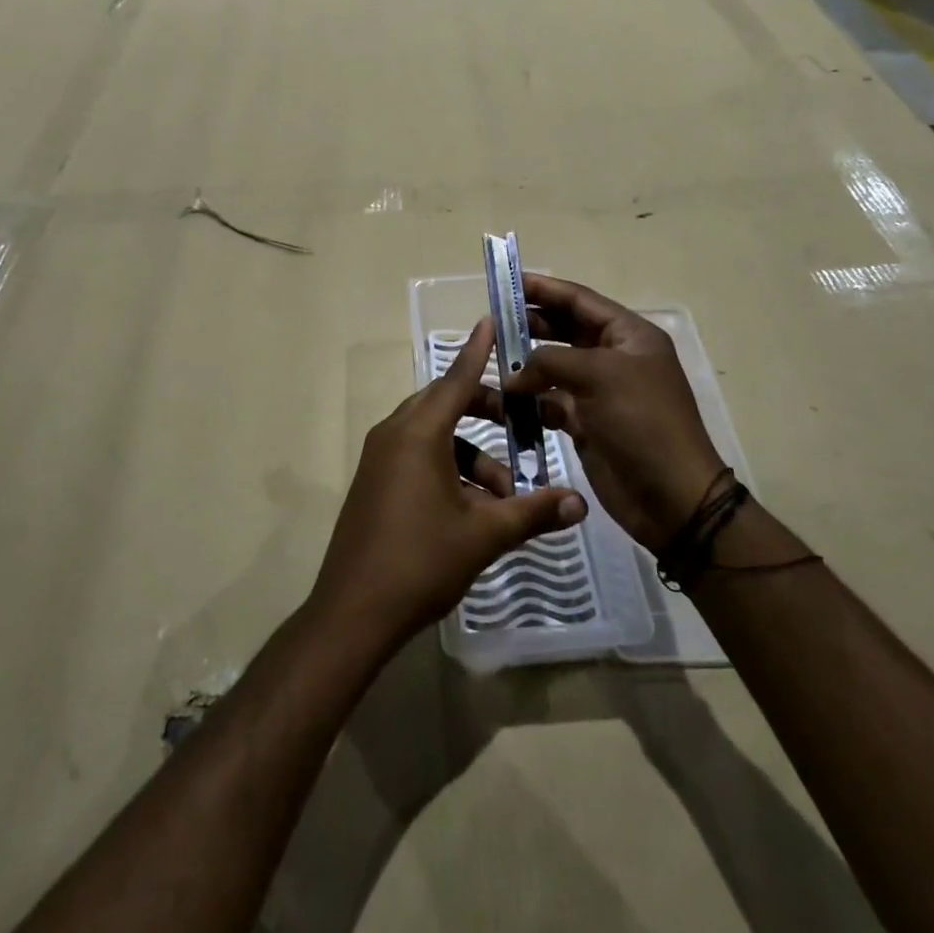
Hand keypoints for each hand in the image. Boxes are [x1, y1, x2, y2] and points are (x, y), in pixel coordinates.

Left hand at [311, 318, 587, 651]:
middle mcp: (394, 434)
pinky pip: (417, 457)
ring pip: (434, 436)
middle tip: (521, 425)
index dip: (478, 351)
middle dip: (485, 411)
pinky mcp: (375, 482)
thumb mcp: (484, 535)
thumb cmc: (421, 561)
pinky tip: (474, 509)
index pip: (456, 378)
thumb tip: (580, 503)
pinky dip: (448, 468)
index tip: (492, 320)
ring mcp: (380, 459)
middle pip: (445, 404)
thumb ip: (533, 512)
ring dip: (471, 454)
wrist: (353, 612)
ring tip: (505, 494)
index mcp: (418, 433)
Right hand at [503, 273, 724, 551]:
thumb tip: (514, 374)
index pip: (581, 301)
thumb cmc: (642, 422)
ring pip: (554, 367)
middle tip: (493, 323)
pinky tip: (505, 400)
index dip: (545, 289)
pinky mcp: (586, 423)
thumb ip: (551, 360)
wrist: (671, 497)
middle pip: (565, 330)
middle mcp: (614, 358)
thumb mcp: (600, 375)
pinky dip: (530, 401)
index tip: (508, 282)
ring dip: (526, 365)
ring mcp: (600, 392)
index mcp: (629, 335)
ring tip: (493, 361)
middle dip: (531, 325)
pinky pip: (551, 402)